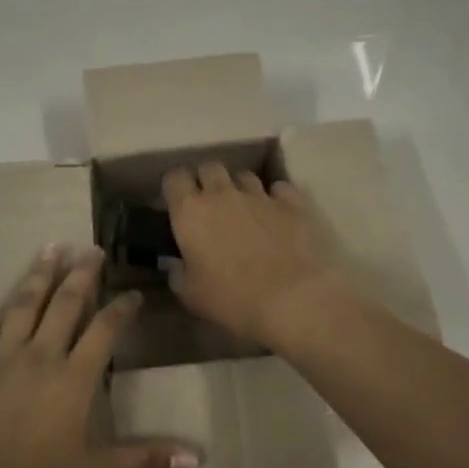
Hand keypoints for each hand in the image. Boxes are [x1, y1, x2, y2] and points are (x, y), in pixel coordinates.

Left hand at [0, 245, 198, 467]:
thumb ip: (145, 460)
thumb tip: (196, 457)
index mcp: (72, 378)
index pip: (105, 330)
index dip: (122, 309)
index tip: (134, 294)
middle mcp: (40, 355)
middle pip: (64, 304)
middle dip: (81, 274)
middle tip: (92, 249)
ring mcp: (0, 357)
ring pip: (22, 306)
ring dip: (37, 275)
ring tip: (50, 247)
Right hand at [162, 163, 347, 347]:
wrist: (293, 298)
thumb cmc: (232, 299)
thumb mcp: (191, 295)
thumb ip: (178, 274)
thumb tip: (176, 264)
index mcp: (191, 212)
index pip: (175, 178)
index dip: (175, 187)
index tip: (177, 202)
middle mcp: (223, 194)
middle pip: (210, 168)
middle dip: (207, 180)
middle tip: (209, 204)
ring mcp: (260, 195)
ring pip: (244, 176)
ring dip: (240, 188)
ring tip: (244, 209)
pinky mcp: (293, 203)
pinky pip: (280, 189)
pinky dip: (276, 197)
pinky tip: (277, 214)